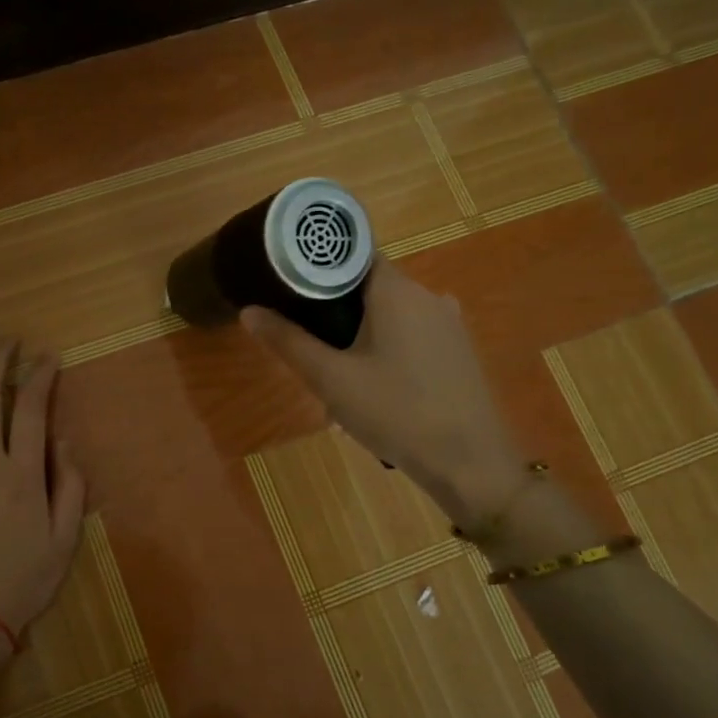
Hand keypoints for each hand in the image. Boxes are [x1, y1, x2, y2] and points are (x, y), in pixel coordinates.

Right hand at [240, 260, 523, 522]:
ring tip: (338, 377)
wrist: (469, 463)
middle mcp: (428, 295)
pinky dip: (388, 351)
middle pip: (370, 287)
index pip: (353, 255)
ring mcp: (449, 324)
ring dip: (361, 337)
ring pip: (391, 316)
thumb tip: (248, 311)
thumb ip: (289, 341)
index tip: (291, 288)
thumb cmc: (395, 412)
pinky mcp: (459, 351)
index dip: (319, 267)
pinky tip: (376, 390)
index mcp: (398, 290)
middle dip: (336, 312)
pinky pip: (413, 337)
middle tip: (309, 346)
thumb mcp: (331, 379)